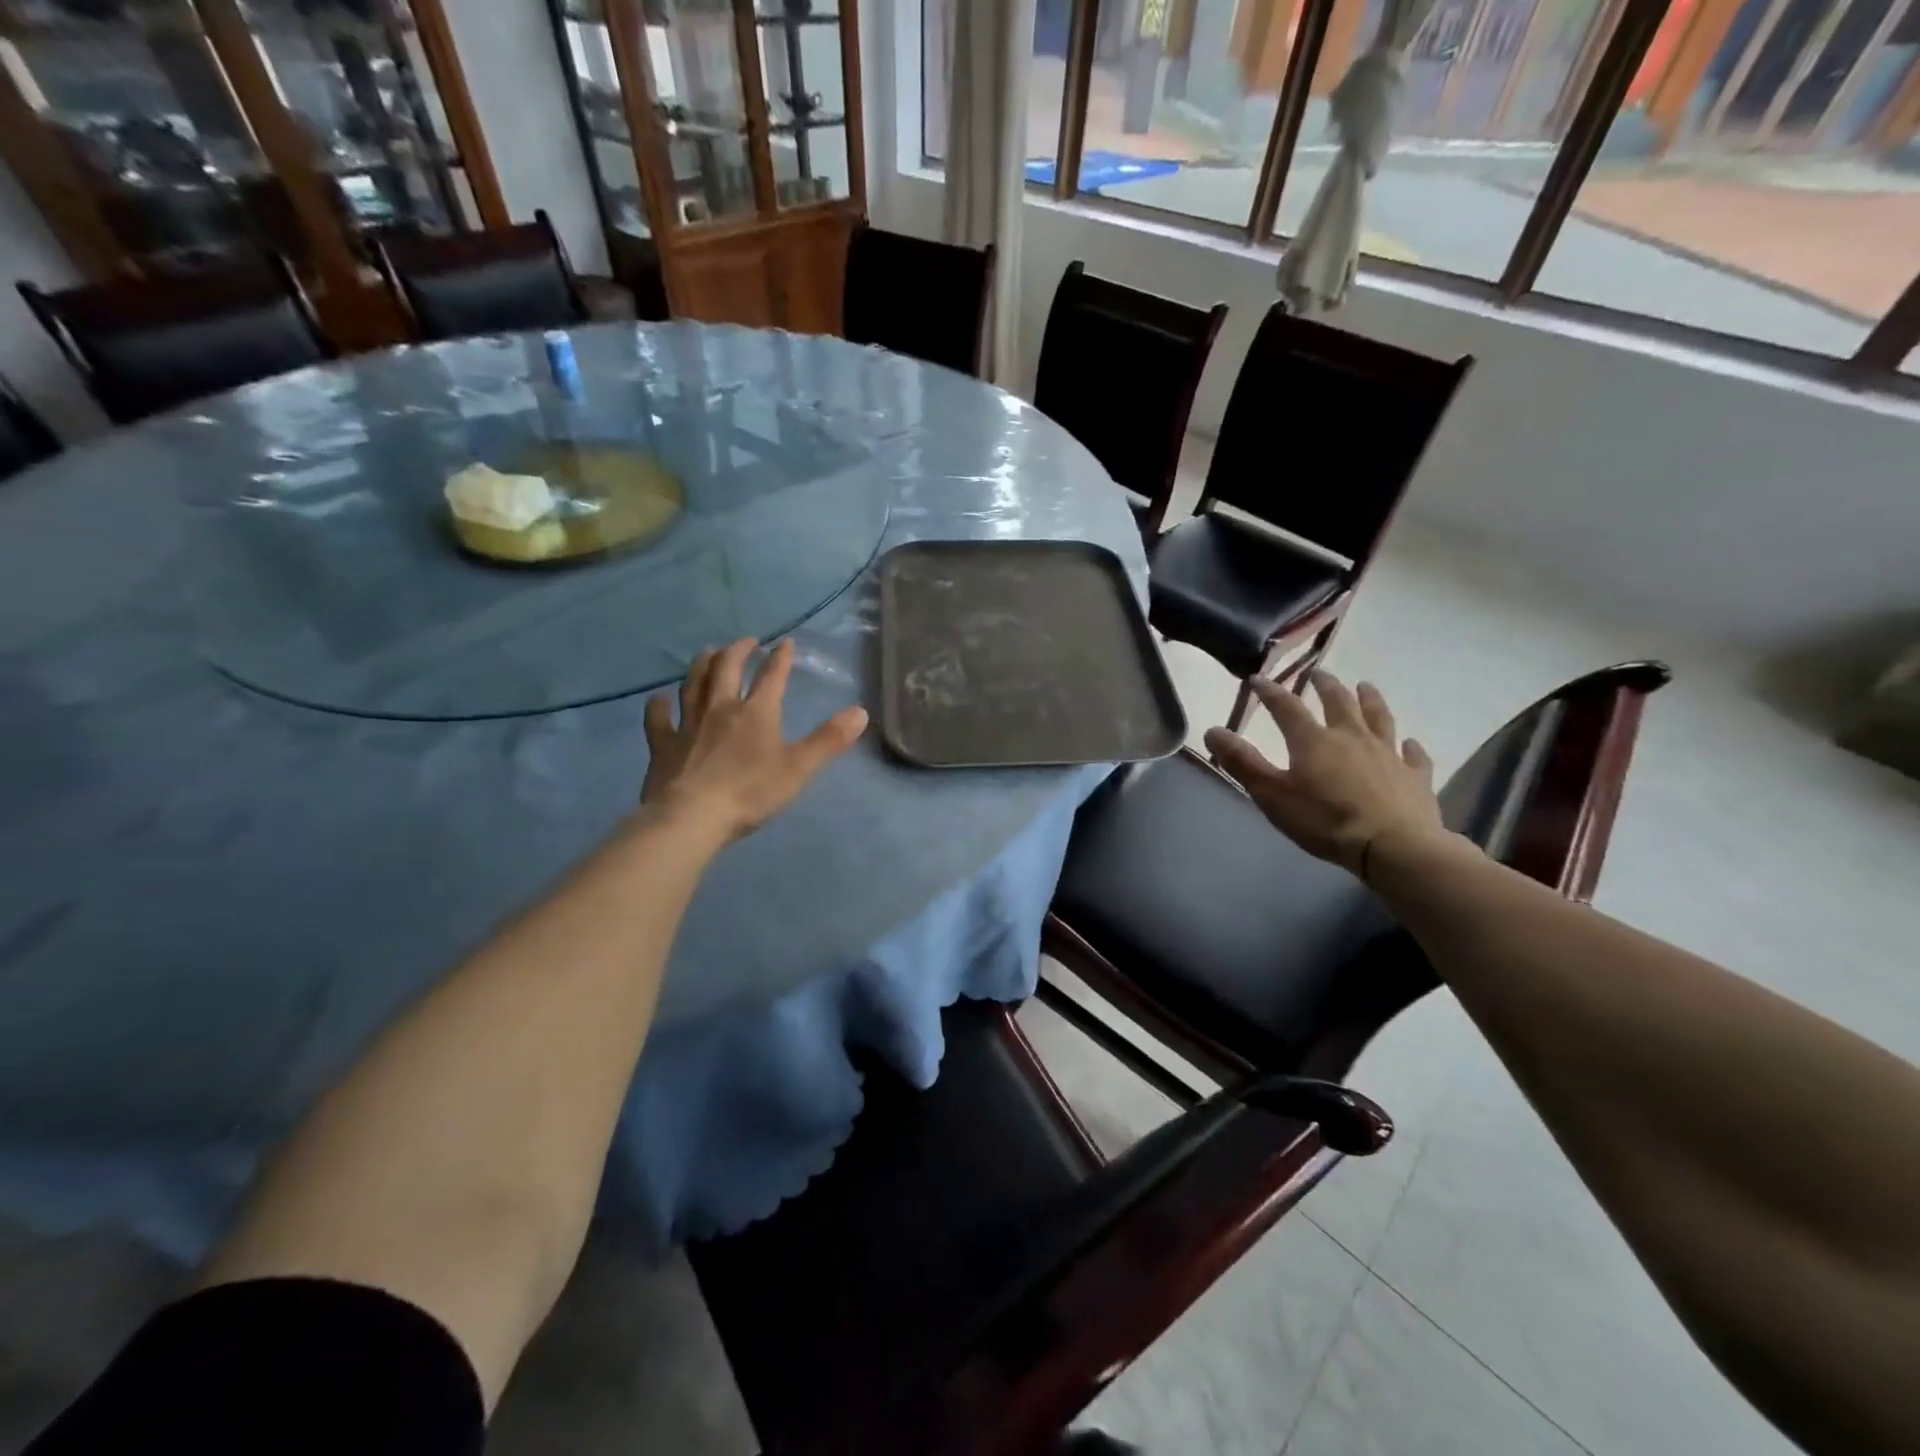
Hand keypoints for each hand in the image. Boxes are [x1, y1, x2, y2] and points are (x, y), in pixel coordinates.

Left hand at [641, 637, 866, 842]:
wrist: (691, 817)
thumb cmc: (750, 792)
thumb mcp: (798, 768)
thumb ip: (829, 740)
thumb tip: (861, 712)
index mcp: (756, 713)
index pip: (772, 676)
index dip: (780, 658)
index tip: (786, 642)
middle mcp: (720, 708)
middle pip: (727, 669)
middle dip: (738, 651)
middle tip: (746, 641)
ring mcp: (688, 724)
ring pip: (693, 684)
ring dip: (702, 665)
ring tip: (708, 653)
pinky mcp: (663, 744)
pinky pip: (658, 718)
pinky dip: (658, 705)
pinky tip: (659, 698)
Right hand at [1202, 671, 1452, 878]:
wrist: (1392, 847)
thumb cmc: (1324, 820)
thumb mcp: (1272, 794)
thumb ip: (1242, 762)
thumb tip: (1212, 730)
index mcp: (1313, 741)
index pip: (1287, 708)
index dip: (1271, 692)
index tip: (1258, 679)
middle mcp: (1352, 737)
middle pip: (1339, 702)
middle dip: (1326, 686)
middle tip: (1318, 674)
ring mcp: (1388, 754)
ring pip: (1379, 718)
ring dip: (1370, 700)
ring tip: (1365, 687)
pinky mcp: (1415, 777)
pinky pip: (1413, 756)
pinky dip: (1410, 747)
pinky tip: (1410, 743)